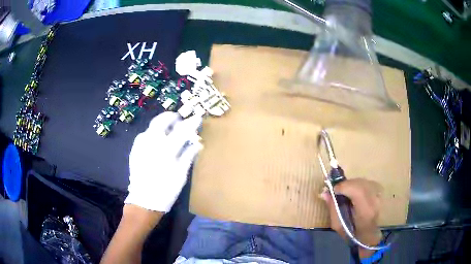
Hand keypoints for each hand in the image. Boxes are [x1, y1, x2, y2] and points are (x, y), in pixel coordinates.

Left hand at [125, 112, 202, 212]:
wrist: (144, 201)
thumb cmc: (166, 190)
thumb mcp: (181, 175)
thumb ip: (188, 156)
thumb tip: (198, 144)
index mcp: (167, 150)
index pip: (182, 130)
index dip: (191, 123)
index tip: (197, 118)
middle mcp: (152, 143)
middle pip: (161, 121)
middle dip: (170, 116)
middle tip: (177, 119)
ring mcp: (141, 146)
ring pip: (151, 127)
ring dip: (160, 124)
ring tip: (167, 129)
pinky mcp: (134, 151)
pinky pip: (143, 136)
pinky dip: (151, 133)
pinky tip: (154, 140)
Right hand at [321, 178, 382, 257]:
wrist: (369, 235)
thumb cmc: (352, 233)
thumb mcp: (338, 225)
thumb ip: (333, 208)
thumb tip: (325, 193)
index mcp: (365, 212)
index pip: (357, 190)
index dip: (344, 186)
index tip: (333, 189)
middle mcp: (374, 200)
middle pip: (360, 183)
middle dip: (346, 184)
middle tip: (337, 189)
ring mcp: (379, 195)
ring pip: (363, 181)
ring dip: (352, 184)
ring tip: (345, 191)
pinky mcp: (380, 192)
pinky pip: (367, 183)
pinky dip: (358, 185)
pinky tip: (354, 191)